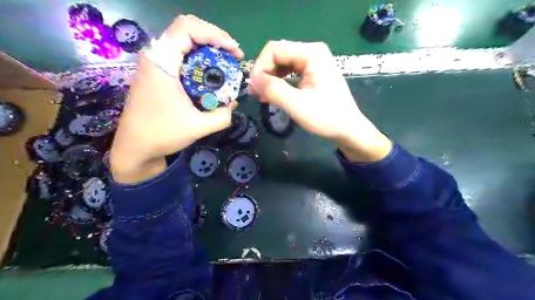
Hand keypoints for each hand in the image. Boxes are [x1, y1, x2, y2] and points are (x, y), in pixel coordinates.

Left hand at [110, 15, 243, 181]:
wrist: (134, 148)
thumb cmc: (162, 135)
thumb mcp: (199, 127)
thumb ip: (222, 116)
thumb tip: (233, 103)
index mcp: (162, 63)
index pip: (187, 28)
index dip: (215, 34)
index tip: (233, 52)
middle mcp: (156, 57)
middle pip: (187, 31)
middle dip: (215, 40)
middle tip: (232, 57)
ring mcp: (155, 65)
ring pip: (184, 43)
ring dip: (208, 50)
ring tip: (225, 65)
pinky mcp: (157, 74)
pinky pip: (181, 57)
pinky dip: (199, 61)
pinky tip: (210, 76)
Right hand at [249, 39, 391, 161]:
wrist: (348, 129)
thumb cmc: (326, 117)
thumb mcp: (297, 105)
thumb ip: (273, 90)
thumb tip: (252, 80)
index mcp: (311, 53)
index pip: (274, 49)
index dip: (260, 67)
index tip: (254, 88)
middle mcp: (313, 52)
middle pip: (278, 54)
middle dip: (264, 73)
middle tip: (256, 94)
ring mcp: (314, 62)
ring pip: (282, 63)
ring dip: (270, 78)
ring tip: (263, 96)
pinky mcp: (313, 73)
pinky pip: (290, 71)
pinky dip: (279, 82)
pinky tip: (274, 94)